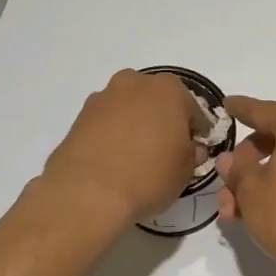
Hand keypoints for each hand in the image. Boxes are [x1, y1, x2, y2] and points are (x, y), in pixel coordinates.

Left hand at [42, 70, 200, 223]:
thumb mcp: (186, 170)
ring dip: (136, 125)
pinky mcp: (79, 117)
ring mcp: (103, 98)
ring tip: (137, 157)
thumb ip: (192, 153)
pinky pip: (106, 123)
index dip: (196, 131)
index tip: (196, 149)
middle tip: (166, 150)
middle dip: (163, 121)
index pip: (193, 109)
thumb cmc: (150, 175)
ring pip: (129, 109)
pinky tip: (115, 160)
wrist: (88, 192)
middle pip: (157, 101)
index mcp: (168, 89)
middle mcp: (135, 83)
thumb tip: (190, 149)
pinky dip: (113, 135)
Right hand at [217, 97, 275, 275]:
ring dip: (264, 181)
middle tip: (227, 189)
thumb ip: (237, 169)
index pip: (262, 111)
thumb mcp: (251, 191)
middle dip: (248, 164)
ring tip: (238, 213)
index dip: (240, 109)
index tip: (227, 104)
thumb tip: (231, 159)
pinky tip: (266, 211)